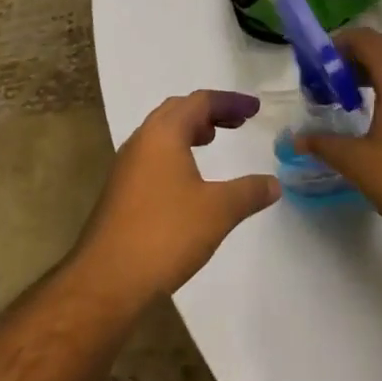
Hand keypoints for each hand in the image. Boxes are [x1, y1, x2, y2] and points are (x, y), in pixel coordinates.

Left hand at [74, 91, 280, 306]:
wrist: (108, 279)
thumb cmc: (166, 234)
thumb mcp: (218, 211)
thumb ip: (249, 192)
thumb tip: (274, 183)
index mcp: (163, 133)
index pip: (200, 101)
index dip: (230, 101)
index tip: (255, 110)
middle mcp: (142, 140)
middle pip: (178, 110)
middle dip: (209, 111)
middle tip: (236, 122)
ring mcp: (127, 165)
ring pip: (162, 132)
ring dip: (189, 130)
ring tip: (212, 140)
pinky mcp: (121, 189)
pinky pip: (153, 154)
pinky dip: (176, 151)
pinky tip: (187, 178)